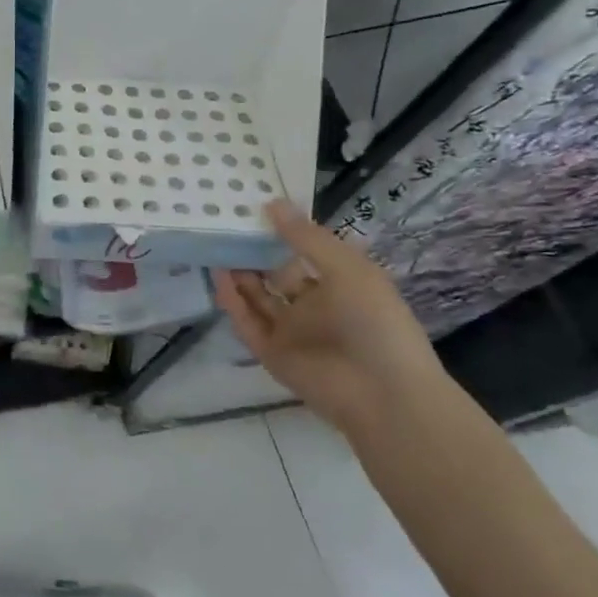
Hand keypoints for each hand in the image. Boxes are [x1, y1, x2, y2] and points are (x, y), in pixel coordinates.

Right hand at [214, 200, 445, 438]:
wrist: (382, 392)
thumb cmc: (375, 321)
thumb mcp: (347, 268)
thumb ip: (307, 238)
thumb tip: (272, 204)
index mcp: (339, 284)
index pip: (303, 254)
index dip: (281, 234)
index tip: (253, 209)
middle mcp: (313, 307)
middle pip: (275, 276)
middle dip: (253, 254)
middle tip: (225, 227)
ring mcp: (291, 332)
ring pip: (257, 299)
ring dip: (238, 276)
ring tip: (215, 247)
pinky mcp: (271, 353)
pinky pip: (247, 323)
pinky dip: (232, 302)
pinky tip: (219, 277)